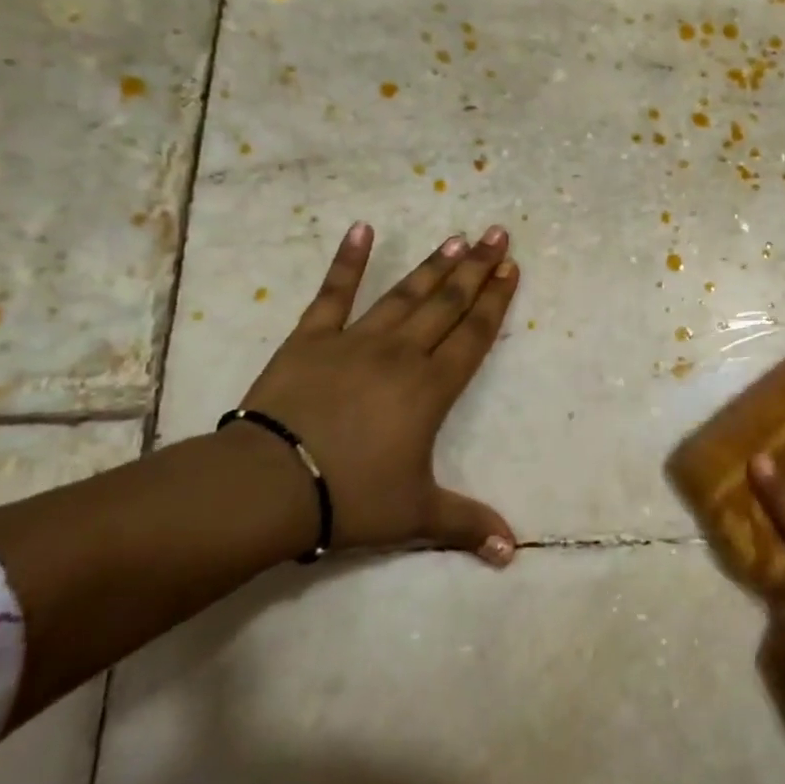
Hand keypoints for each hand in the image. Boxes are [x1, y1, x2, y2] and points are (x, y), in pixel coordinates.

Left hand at [238, 220, 519, 565]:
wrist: (270, 485)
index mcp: (431, 389)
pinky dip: (347, 261)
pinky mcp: (311, 338)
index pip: (473, 335)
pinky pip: (333, 293)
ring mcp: (356, 341)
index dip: (495, 301)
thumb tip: (514, 554)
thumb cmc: (351, 496)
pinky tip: (361, 229)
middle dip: (476, 268)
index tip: (511, 268)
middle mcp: (402, 354)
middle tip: (497, 235)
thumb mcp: (416, 515)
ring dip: (433, 265)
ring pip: (404, 294)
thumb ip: (467, 526)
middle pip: (448, 304)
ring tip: (456, 237)